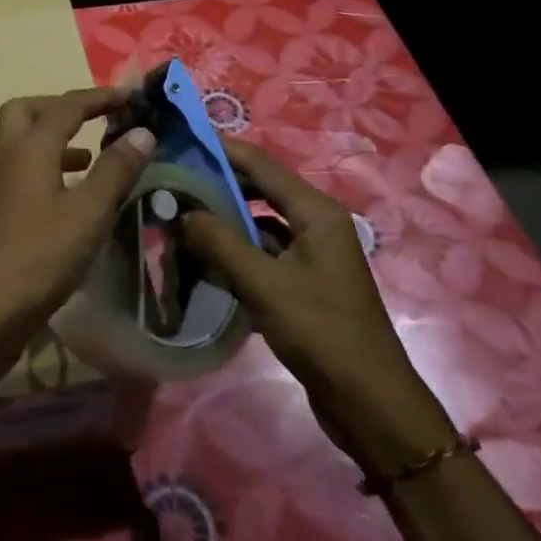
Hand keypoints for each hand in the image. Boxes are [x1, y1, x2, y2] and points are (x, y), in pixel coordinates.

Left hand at [0, 88, 157, 364]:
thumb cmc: (40, 256)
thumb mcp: (89, 212)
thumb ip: (116, 169)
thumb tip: (143, 131)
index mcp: (29, 148)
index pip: (66, 106)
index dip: (100, 97)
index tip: (131, 96)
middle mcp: (7, 156)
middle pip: (28, 111)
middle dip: (62, 108)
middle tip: (95, 120)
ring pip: (23, 142)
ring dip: (55, 140)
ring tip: (92, 157)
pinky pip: (23, 171)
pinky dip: (48, 169)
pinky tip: (72, 196)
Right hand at [181, 137, 455, 477]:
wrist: (369, 402)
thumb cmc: (321, 333)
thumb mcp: (264, 284)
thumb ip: (220, 242)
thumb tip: (182, 211)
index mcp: (316, 212)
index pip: (261, 163)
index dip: (221, 149)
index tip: (181, 138)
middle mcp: (316, 223)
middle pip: (259, 189)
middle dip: (217, 184)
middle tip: (171, 181)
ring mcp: (311, 253)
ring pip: (258, 223)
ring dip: (223, 221)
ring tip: (179, 217)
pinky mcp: (303, 281)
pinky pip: (263, 252)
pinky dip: (235, 251)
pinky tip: (203, 259)